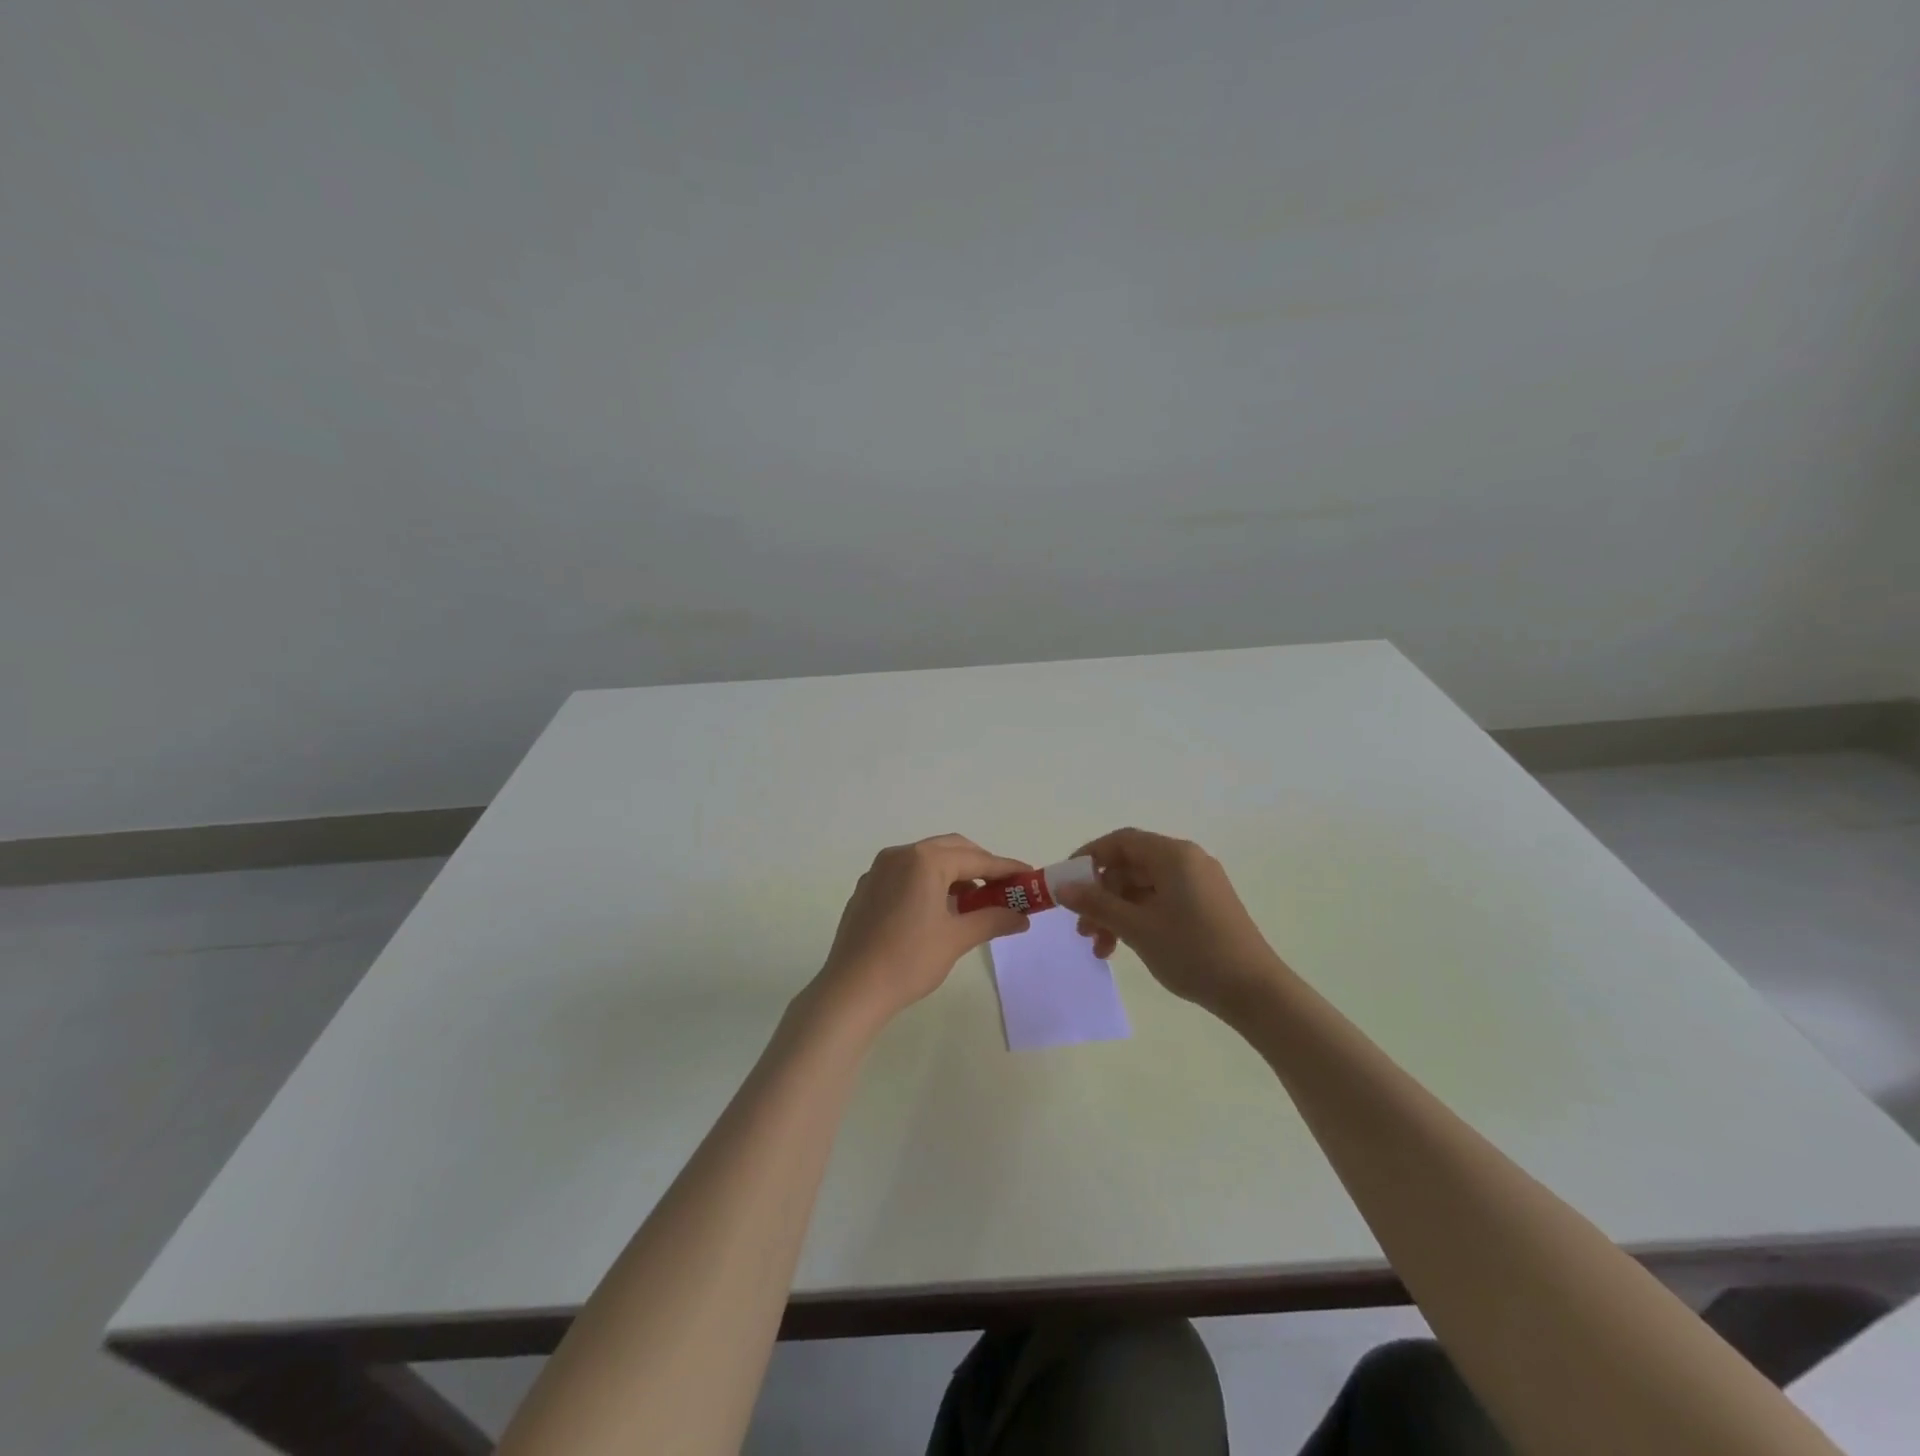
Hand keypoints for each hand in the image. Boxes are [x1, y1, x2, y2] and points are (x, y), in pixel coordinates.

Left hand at [810, 834, 1030, 1031]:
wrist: (852, 989)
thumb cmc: (909, 960)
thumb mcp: (957, 938)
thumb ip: (992, 920)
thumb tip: (1022, 917)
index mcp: (924, 860)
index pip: (976, 859)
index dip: (1006, 868)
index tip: (1030, 876)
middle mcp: (900, 855)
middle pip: (951, 849)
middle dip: (980, 865)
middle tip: (1004, 888)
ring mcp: (879, 870)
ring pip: (927, 860)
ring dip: (954, 874)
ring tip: (974, 902)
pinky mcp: (867, 888)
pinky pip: (907, 874)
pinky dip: (929, 882)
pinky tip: (938, 910)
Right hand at [1054, 828, 1285, 1020]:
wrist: (1254, 991)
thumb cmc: (1192, 951)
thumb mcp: (1137, 927)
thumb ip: (1097, 904)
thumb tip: (1062, 888)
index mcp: (1173, 855)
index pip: (1121, 841)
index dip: (1089, 858)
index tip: (1066, 883)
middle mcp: (1187, 861)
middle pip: (1130, 866)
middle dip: (1101, 896)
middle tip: (1081, 927)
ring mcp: (1198, 884)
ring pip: (1143, 888)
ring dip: (1116, 913)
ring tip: (1100, 949)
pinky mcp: (1205, 906)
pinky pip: (1161, 901)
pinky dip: (1138, 919)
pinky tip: (1124, 947)